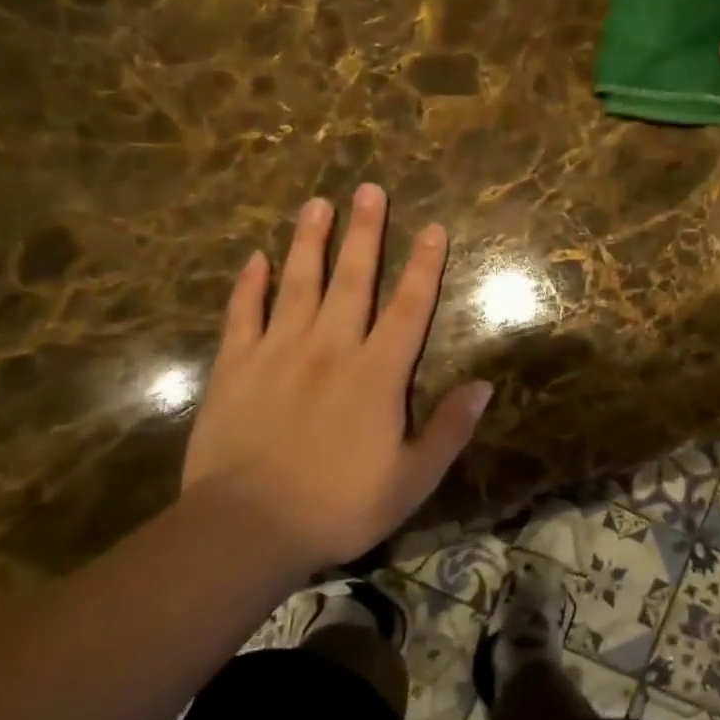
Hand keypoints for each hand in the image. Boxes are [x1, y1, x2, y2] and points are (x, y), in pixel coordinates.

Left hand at [181, 185, 491, 572]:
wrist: (244, 530)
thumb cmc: (338, 505)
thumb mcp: (412, 479)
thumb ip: (449, 429)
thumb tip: (484, 385)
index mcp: (377, 373)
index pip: (409, 307)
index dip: (424, 265)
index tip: (432, 227)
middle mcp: (331, 348)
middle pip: (353, 279)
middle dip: (365, 232)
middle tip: (369, 188)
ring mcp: (278, 353)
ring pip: (298, 284)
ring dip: (310, 241)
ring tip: (317, 203)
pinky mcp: (234, 368)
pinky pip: (243, 315)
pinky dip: (249, 285)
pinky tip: (257, 258)